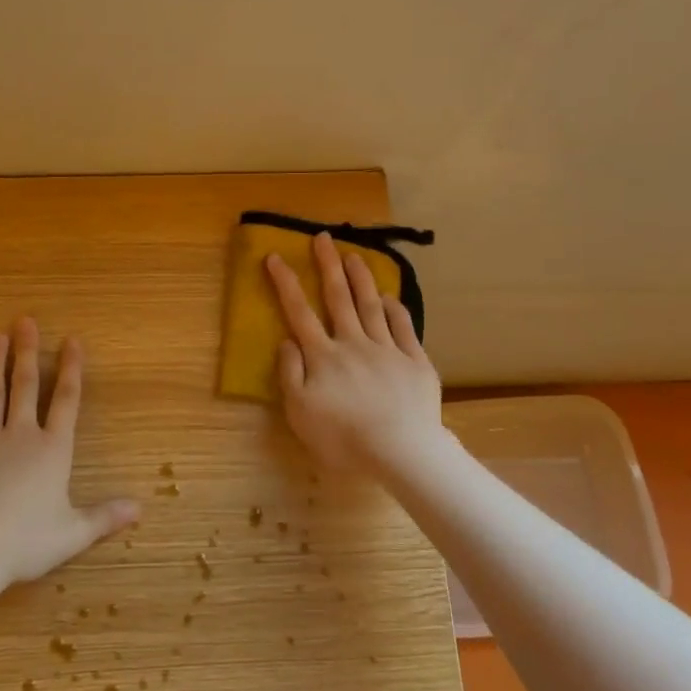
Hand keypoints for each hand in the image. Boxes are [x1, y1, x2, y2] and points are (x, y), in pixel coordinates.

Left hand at [0, 318, 139, 594]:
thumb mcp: (73, 533)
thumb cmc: (26, 541)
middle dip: (28, 352)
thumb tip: (139, 509)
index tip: (72, 340)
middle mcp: (21, 436)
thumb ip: (105, 518)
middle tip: (25, 321)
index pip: (66, 400)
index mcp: (52, 450)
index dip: (72, 369)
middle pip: (27, 386)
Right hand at [266, 233, 445, 481]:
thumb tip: (287, 340)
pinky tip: (390, 296)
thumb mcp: (300, 412)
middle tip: (323, 238)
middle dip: (328, 265)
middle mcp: (354, 344)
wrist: (401, 452)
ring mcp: (387, 350)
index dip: (286, 283)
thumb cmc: (343, 438)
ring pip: (371, 305)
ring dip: (361, 278)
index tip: (275, 256)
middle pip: (338, 298)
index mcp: (323, 356)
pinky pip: (404, 328)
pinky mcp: (415, 362)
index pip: (299, 312)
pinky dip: (395, 309)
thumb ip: (290, 374)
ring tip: (354, 255)